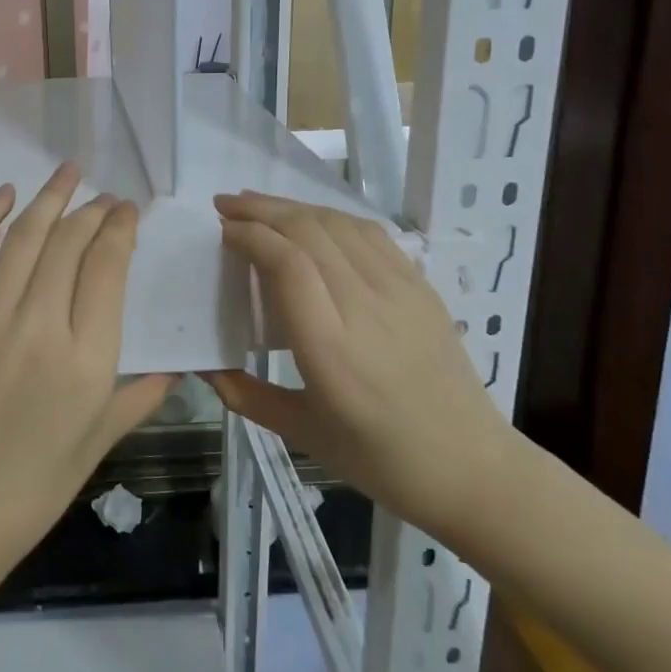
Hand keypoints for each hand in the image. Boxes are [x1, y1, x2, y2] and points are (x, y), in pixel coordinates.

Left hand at [0, 164, 174, 571]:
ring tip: (68, 171)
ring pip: (25, 238)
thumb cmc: (37, 484)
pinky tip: (6, 195)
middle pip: (70, 243)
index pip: (108, 267)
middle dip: (92, 210)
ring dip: (50, 198)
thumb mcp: (101, 441)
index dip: (120, 228)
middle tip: (104, 195)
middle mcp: (39, 325)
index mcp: (87, 358)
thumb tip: (177, 366)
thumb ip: (142, 395)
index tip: (126, 211)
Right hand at [203, 191, 515, 540]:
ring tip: (260, 206)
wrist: (469, 467)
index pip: (287, 263)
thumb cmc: (379, 458)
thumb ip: (245, 394)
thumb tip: (201, 365)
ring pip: (340, 224)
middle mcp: (365, 307)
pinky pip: (371, 234)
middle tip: (226, 204)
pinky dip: (332, 217)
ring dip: (294, 207)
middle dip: (263, 210)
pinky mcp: (421, 287)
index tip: (222, 229)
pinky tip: (312, 221)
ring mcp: (400, 291)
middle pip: (310, 232)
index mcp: (330, 348)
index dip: (251, 235)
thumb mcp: (301, 433)